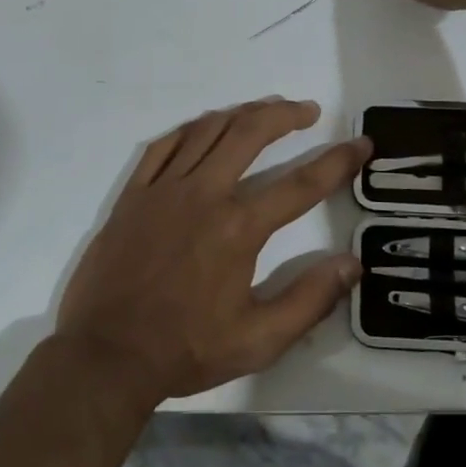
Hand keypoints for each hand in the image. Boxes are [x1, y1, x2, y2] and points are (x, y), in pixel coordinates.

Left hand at [55, 98, 369, 400]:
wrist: (105, 356)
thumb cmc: (185, 349)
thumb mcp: (258, 340)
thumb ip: (309, 300)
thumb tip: (352, 265)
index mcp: (238, 228)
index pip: (301, 184)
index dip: (337, 161)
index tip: (360, 144)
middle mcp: (204, 194)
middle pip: (250, 133)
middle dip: (285, 114)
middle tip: (308, 110)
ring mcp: (164, 189)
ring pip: (208, 129)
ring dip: (242, 113)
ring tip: (265, 110)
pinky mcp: (134, 194)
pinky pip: (165, 145)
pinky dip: (192, 128)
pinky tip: (206, 127)